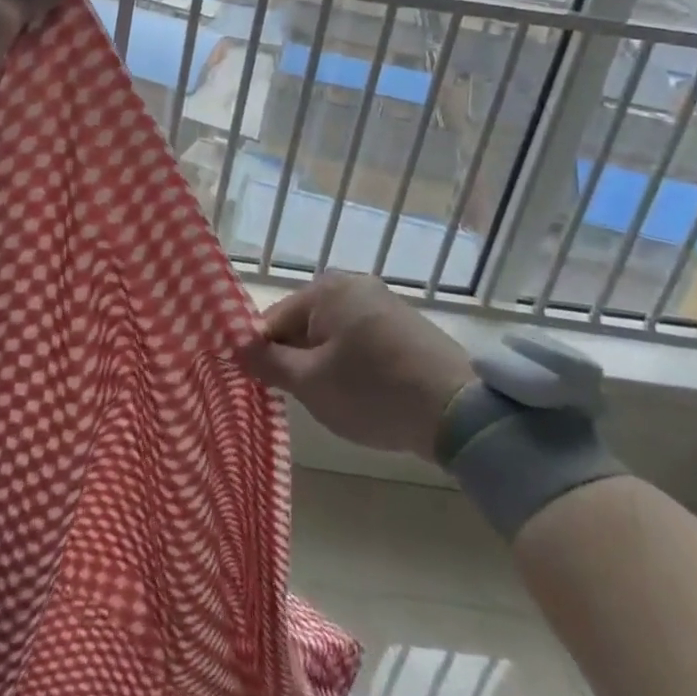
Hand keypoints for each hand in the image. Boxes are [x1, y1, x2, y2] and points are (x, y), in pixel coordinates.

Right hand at [237, 272, 475, 458]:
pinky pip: (360, 340)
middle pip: (304, 324)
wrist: (460, 411)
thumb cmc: (374, 391)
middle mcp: (353, 284)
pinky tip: (365, 394)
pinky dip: (353, 364)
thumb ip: (268, 364)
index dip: (265, 355)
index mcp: (325, 289)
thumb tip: (236, 348)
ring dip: (325, 364)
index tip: (266, 388)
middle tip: (304, 399)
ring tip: (337, 401)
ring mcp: (383, 302)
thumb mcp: (311, 383)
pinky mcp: (405, 325)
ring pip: (333, 334)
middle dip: (298, 360)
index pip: (274, 319)